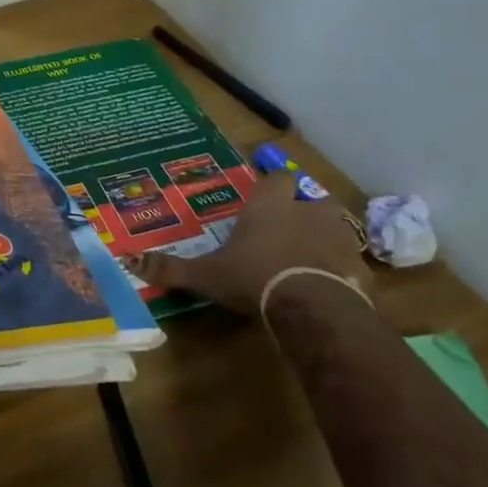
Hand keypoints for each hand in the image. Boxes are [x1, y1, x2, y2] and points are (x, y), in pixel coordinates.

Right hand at [138, 169, 365, 315]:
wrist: (314, 307)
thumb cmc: (253, 277)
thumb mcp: (205, 276)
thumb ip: (170, 268)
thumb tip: (128, 260)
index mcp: (269, 205)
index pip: (276, 178)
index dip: (271, 187)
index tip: (263, 199)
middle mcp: (306, 211)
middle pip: (312, 198)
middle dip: (303, 210)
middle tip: (288, 228)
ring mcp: (338, 237)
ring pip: (336, 226)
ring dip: (325, 236)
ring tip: (309, 256)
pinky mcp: (359, 267)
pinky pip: (351, 261)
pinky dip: (341, 270)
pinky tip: (328, 286)